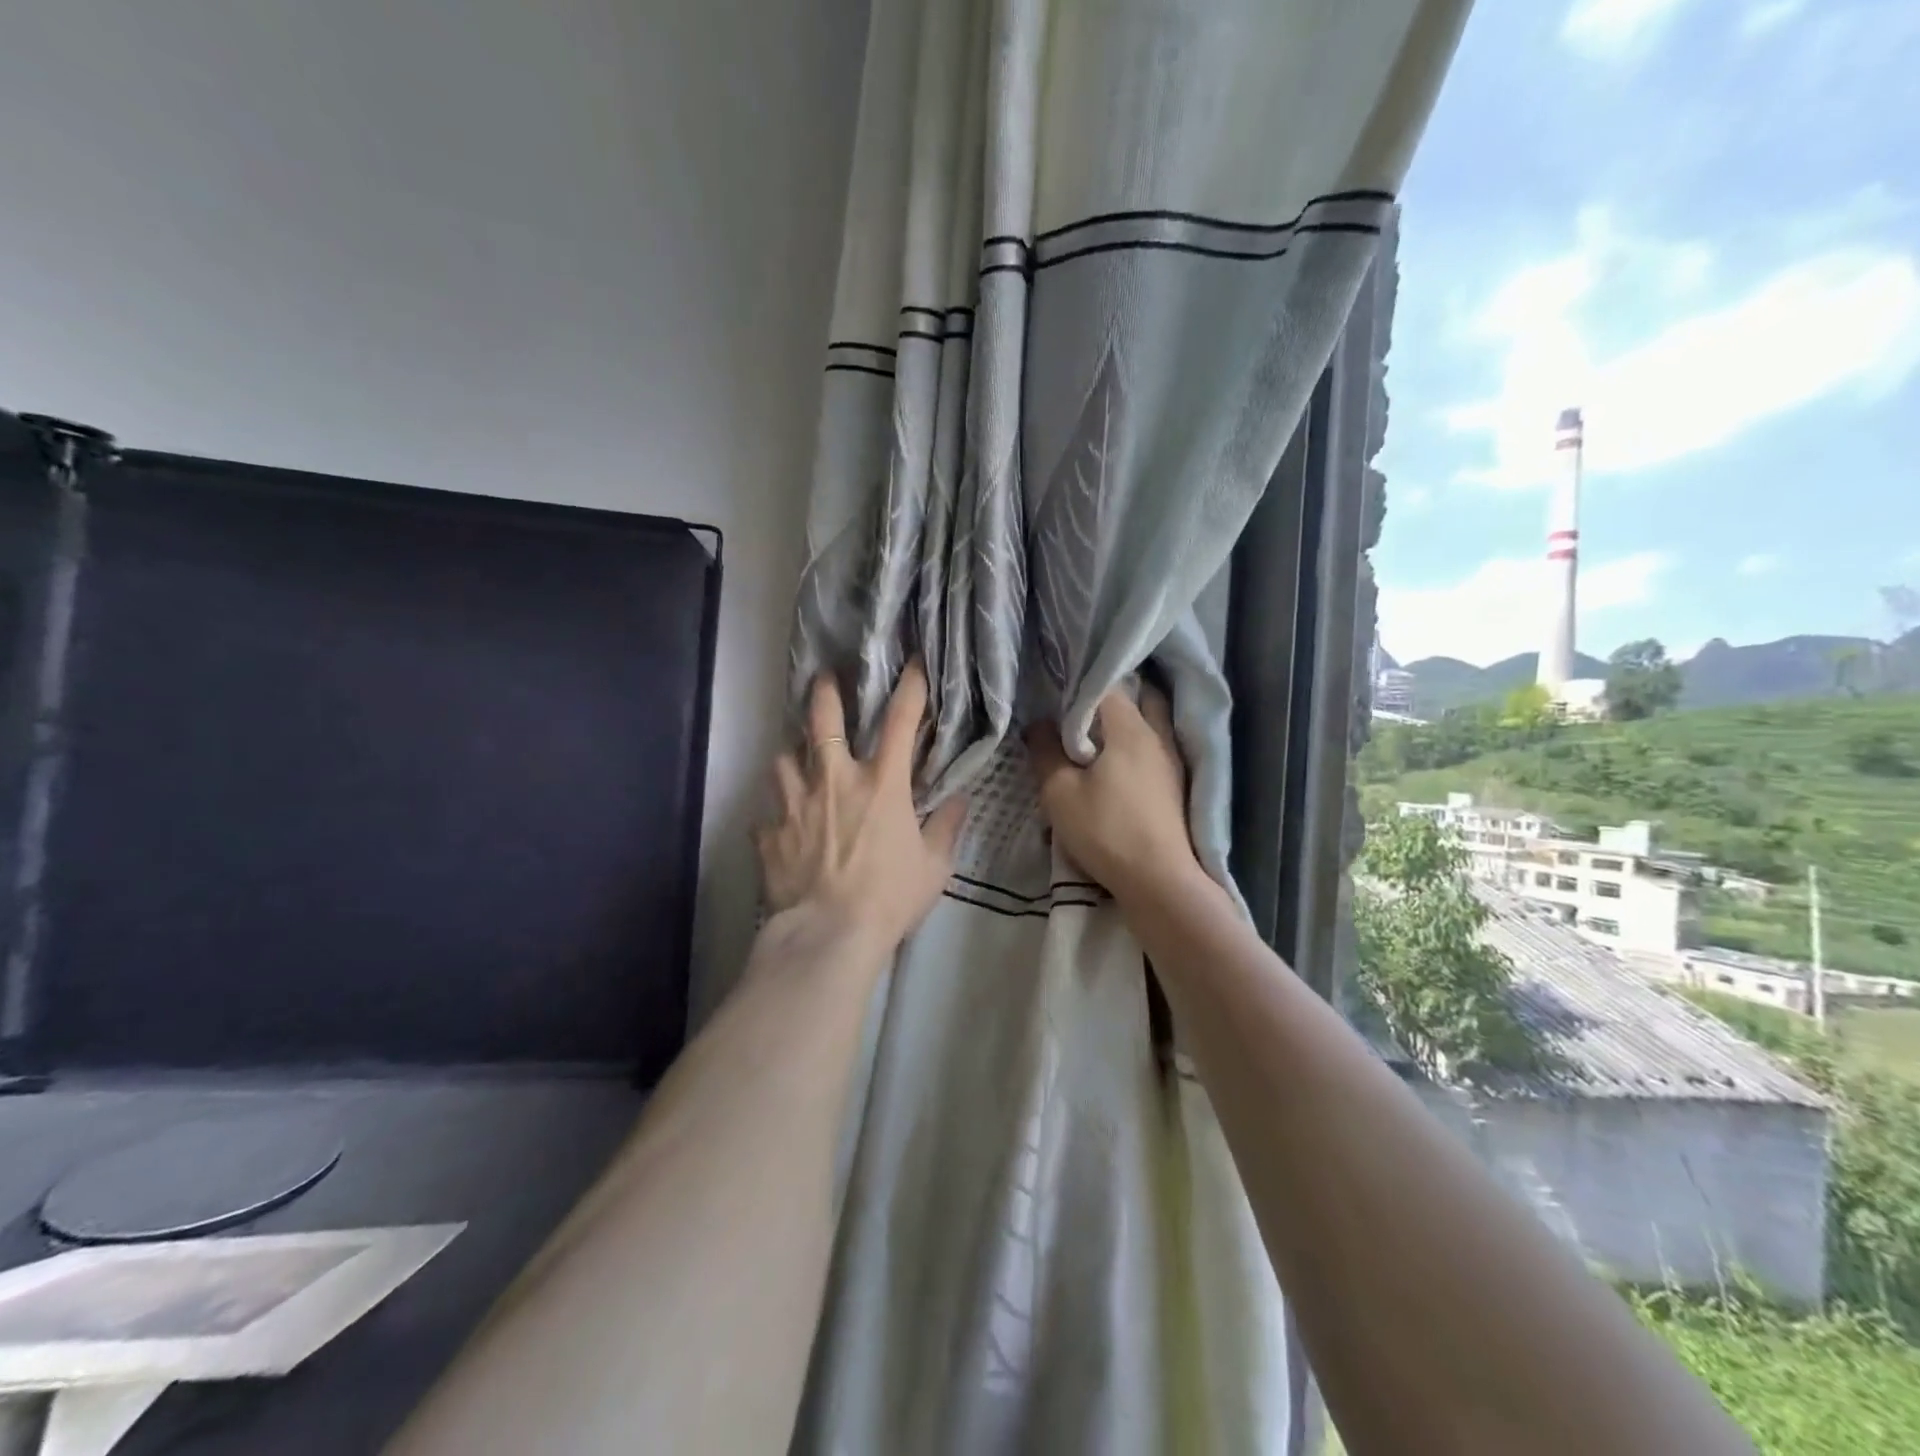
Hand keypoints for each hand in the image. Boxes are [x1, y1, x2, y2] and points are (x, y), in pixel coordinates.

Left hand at [757, 661, 967, 958]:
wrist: (828, 936)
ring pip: (783, 758)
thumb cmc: (889, 899)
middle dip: (824, 693)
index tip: (913, 664)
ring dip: (793, 755)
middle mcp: (834, 780)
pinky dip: (776, 812)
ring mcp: (795, 803)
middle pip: (821, 720)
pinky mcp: (769, 832)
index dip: (910, 687)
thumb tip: (959, 800)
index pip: (900, 721)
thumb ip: (946, 827)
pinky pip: (768, 812)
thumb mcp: (934, 867)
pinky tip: (781, 823)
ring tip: (798, 761)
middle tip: (824, 679)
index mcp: (881, 784)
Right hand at [1026, 684, 1201, 904]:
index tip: (1055, 693)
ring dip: (1125, 721)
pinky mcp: (1175, 784)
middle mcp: (1158, 735)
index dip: (1079, 686)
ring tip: (1094, 734)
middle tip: (1078, 710)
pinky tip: (1116, 761)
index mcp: (1131, 728)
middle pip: (1138, 697)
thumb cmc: (1106, 830)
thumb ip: (1045, 752)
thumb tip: (1038, 724)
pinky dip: (1135, 744)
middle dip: (1109, 698)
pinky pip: (1154, 747)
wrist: (1159, 881)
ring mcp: (1172, 760)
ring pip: (1150, 723)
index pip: (1106, 686)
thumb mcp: (1060, 792)